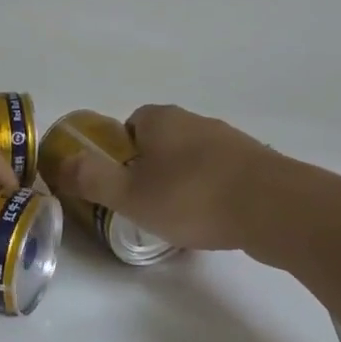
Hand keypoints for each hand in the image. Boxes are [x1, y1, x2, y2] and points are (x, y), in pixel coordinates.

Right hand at [62, 104, 277, 252]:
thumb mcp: (130, 195)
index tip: (119, 182)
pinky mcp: (259, 166)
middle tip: (144, 204)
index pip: (130, 124)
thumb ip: (93, 179)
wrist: (277, 209)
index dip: (119, 152)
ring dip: (183, 182)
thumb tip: (63, 163)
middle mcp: (196, 121)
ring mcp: (232, 142)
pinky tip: (212, 222)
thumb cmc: (193, 197)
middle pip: (162, 141)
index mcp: (161, 119)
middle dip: (150, 169)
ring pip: (193, 159)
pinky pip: (222, 176)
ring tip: (178, 218)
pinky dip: (212, 194)